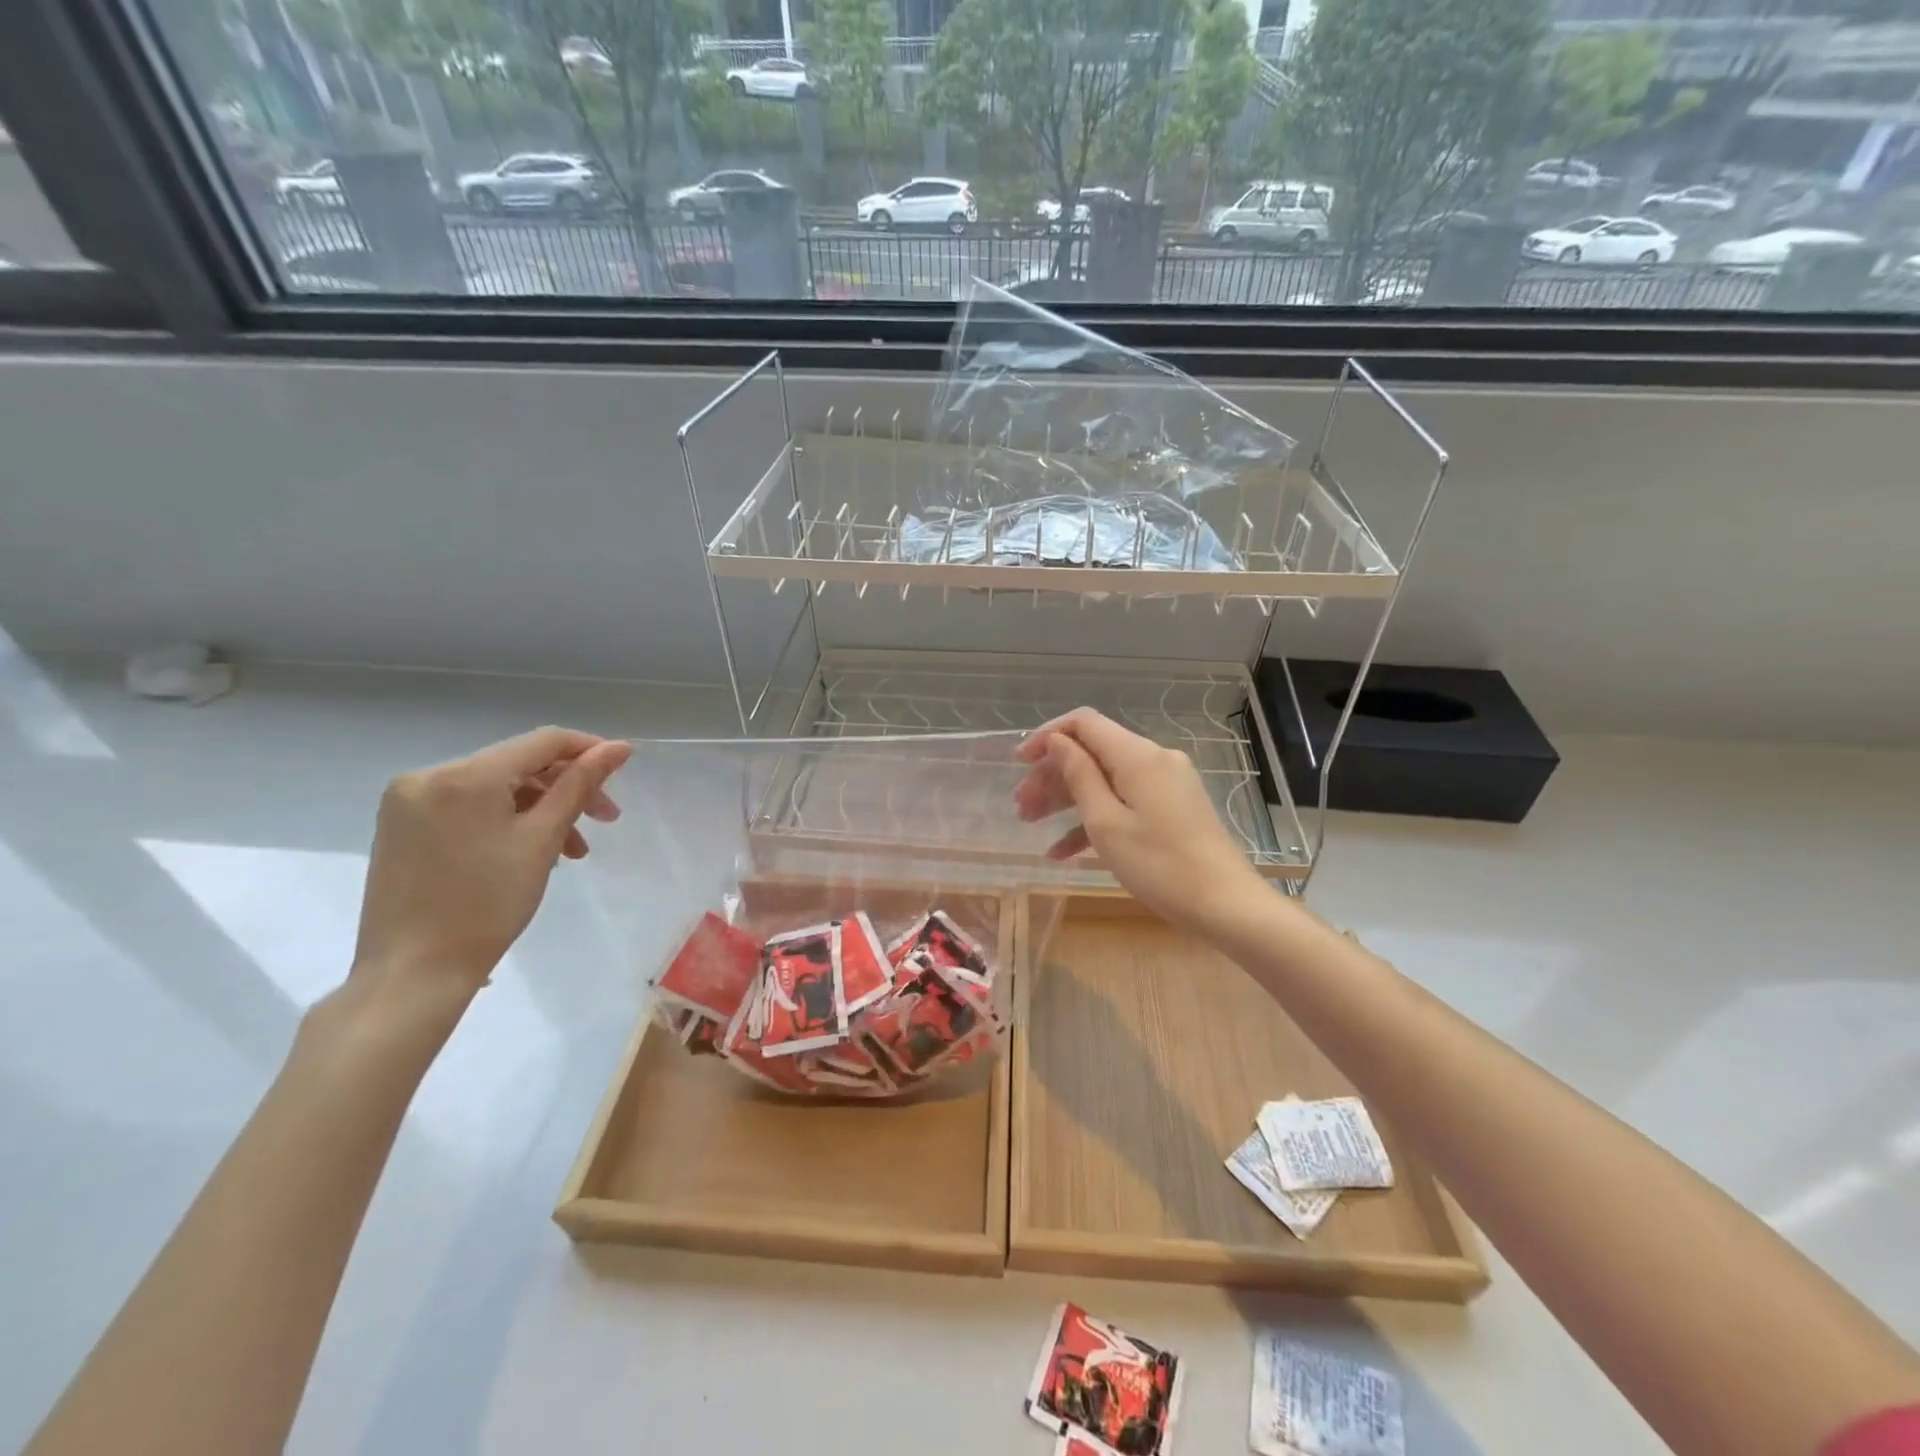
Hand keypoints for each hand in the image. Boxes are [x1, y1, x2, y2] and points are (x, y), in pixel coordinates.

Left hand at [352, 727, 632, 994]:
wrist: (413, 973)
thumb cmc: (487, 905)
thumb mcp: (543, 840)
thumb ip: (580, 785)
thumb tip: (618, 747)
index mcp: (465, 775)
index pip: (542, 741)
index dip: (589, 749)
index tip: (623, 769)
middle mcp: (429, 775)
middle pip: (518, 764)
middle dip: (567, 787)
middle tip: (605, 820)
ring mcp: (409, 801)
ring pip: (495, 787)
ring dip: (540, 808)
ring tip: (571, 850)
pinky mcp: (401, 826)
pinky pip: (469, 806)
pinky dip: (506, 820)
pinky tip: (530, 850)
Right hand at [1014, 708, 1267, 932]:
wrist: (1225, 905)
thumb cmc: (1159, 865)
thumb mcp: (1106, 823)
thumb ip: (1079, 776)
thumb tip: (1058, 742)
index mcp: (1137, 756)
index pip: (1083, 723)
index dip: (1047, 736)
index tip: (1019, 763)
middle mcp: (1153, 759)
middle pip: (1092, 752)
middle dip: (1052, 775)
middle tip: (1022, 806)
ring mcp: (1165, 784)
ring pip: (1105, 778)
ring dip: (1067, 798)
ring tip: (1032, 823)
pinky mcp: (1172, 807)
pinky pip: (1125, 801)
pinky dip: (1094, 818)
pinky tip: (1063, 851)